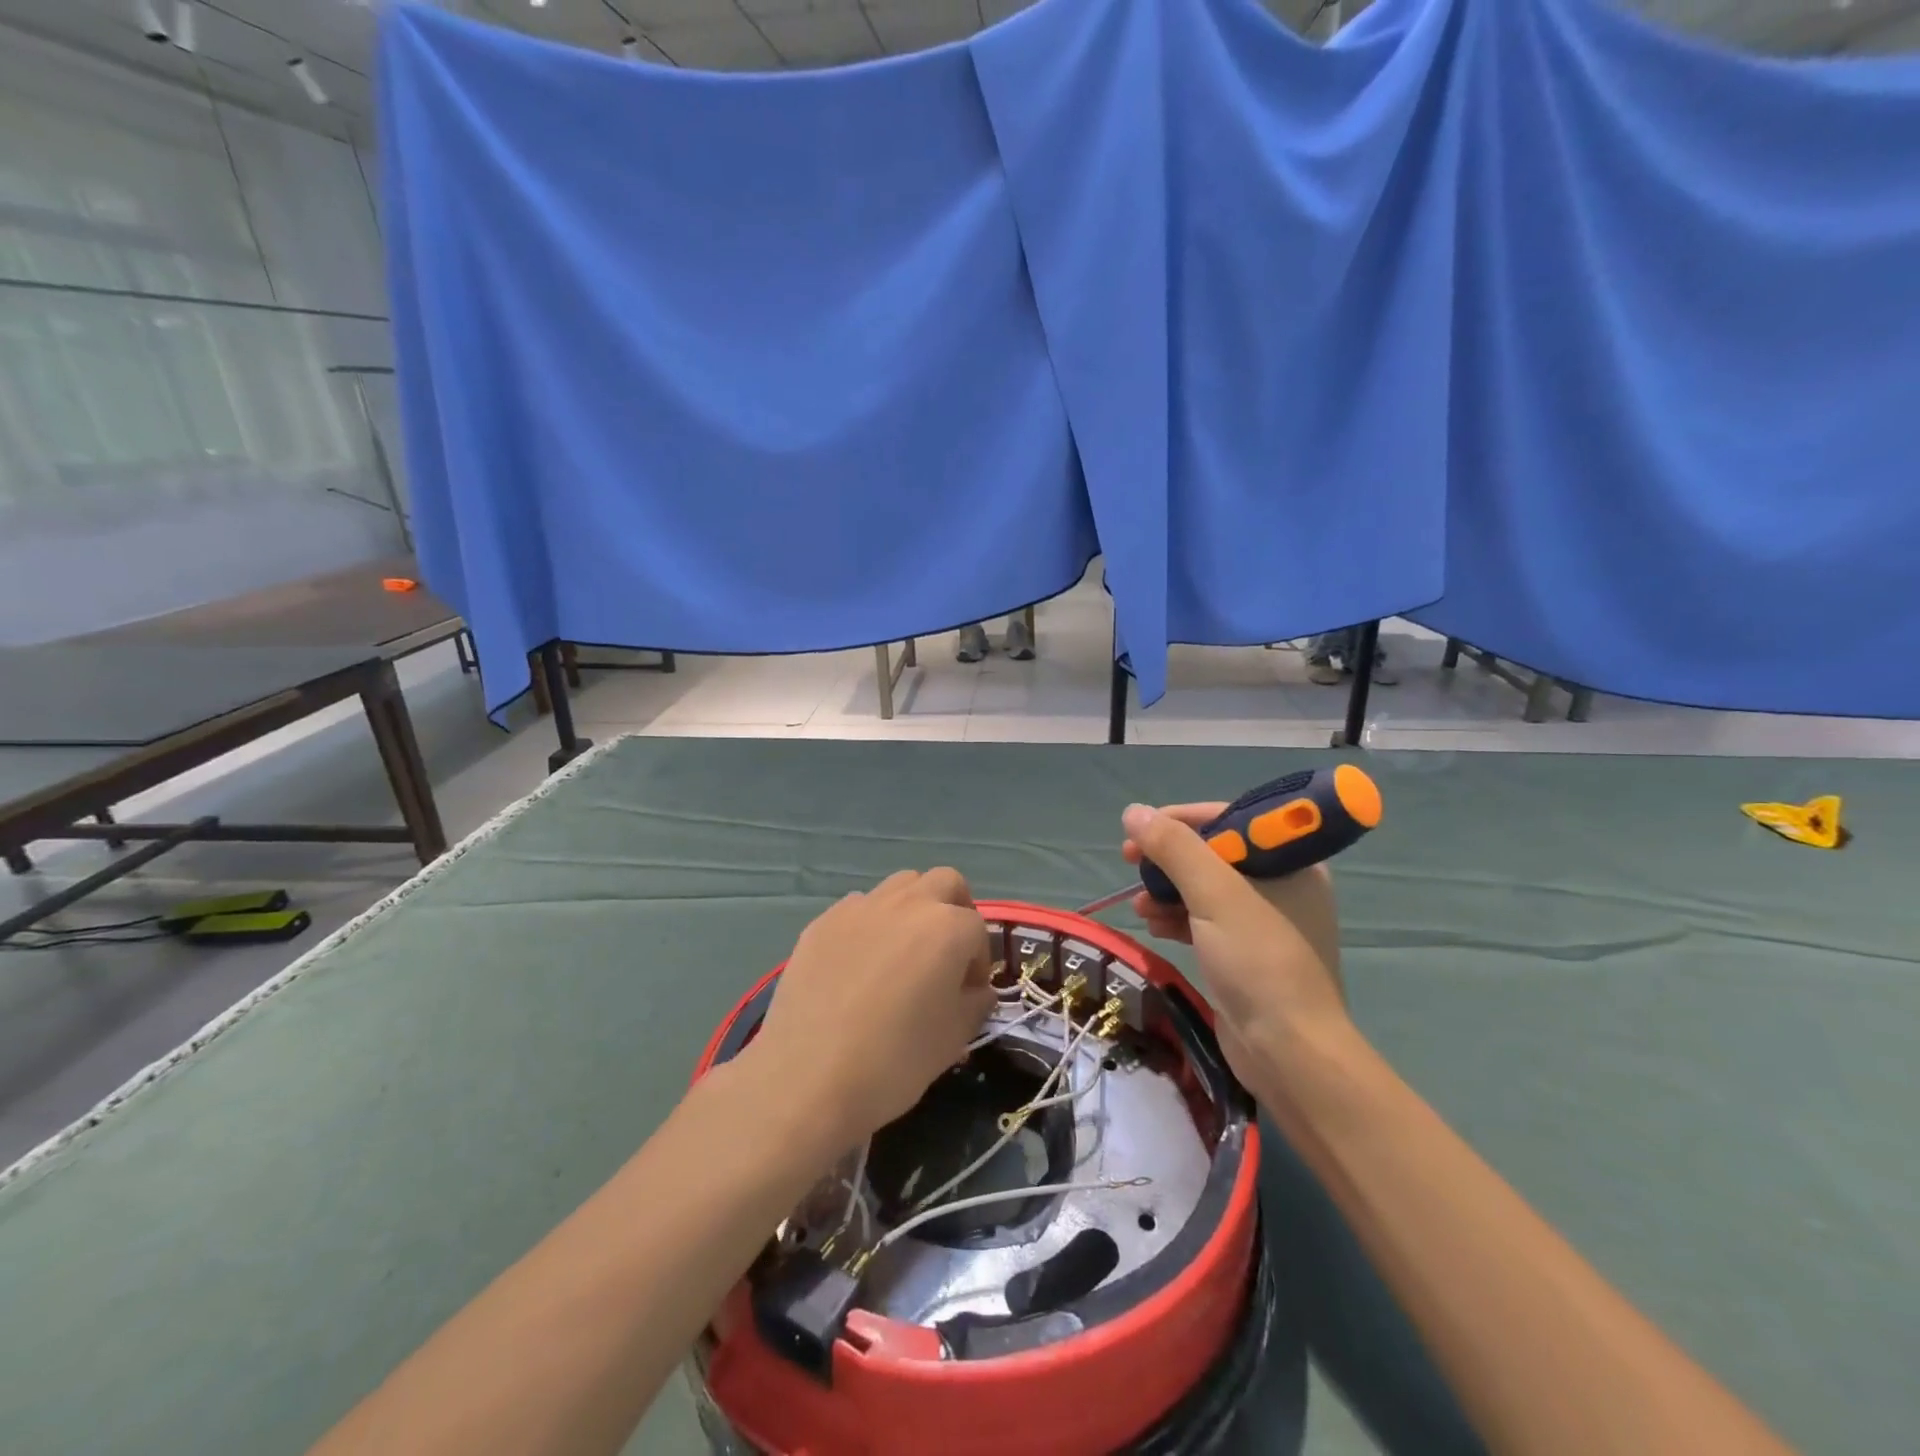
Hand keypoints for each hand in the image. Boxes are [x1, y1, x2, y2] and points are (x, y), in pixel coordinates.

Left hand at [746, 869, 996, 1153]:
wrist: (807, 1078)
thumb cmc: (894, 1061)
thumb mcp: (954, 1039)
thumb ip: (976, 1003)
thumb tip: (974, 989)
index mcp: (947, 929)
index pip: (978, 930)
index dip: (979, 962)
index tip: (968, 993)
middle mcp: (908, 904)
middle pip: (945, 883)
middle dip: (955, 910)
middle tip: (946, 953)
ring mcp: (861, 908)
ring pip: (901, 885)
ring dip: (913, 908)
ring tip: (903, 953)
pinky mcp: (823, 921)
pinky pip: (859, 908)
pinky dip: (871, 924)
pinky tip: (859, 965)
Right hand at [1120, 803, 1351, 1095]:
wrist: (1288, 1053)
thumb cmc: (1259, 961)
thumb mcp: (1214, 895)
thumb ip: (1174, 849)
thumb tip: (1133, 812)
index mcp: (1291, 861)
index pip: (1229, 820)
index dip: (1180, 820)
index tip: (1140, 829)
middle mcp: (1282, 884)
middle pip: (1213, 853)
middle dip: (1168, 859)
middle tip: (1129, 861)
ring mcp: (1264, 921)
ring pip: (1204, 888)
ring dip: (1167, 891)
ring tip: (1139, 906)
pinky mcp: (1246, 952)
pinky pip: (1205, 920)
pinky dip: (1177, 918)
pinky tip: (1153, 926)